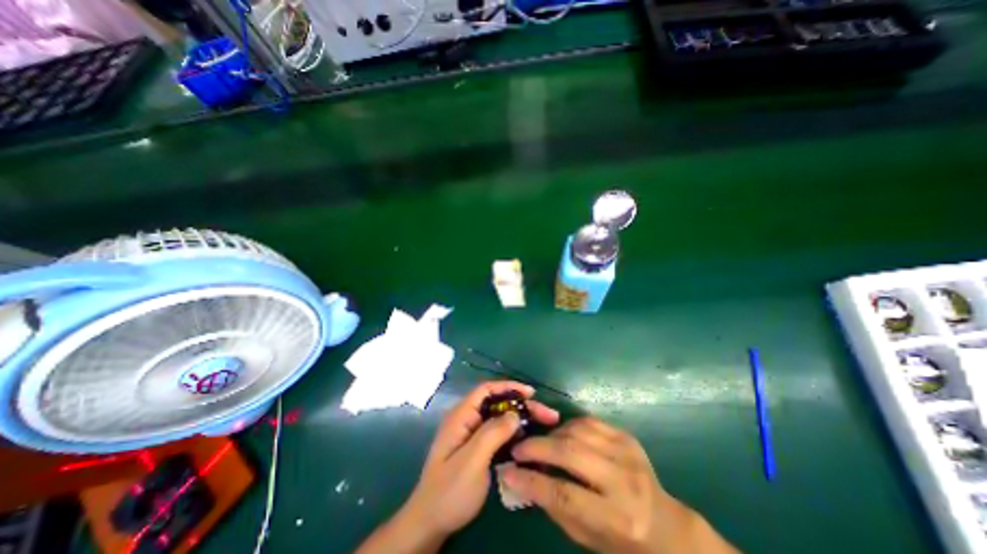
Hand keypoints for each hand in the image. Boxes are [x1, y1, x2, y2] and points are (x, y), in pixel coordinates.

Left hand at [403, 380, 558, 539]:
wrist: (430, 523)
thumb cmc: (449, 491)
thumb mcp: (472, 461)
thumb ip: (492, 434)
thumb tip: (515, 414)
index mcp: (461, 416)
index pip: (486, 390)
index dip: (508, 387)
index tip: (531, 393)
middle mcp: (467, 420)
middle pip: (497, 403)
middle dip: (521, 405)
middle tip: (547, 415)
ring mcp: (472, 434)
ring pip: (500, 418)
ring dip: (521, 419)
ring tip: (544, 424)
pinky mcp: (477, 448)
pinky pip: (499, 433)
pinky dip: (514, 433)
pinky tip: (529, 440)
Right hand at [504, 420, 735, 552]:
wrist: (665, 525)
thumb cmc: (622, 541)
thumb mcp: (587, 538)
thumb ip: (555, 507)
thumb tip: (522, 478)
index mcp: (617, 518)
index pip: (565, 494)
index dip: (531, 481)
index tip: (508, 471)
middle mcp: (624, 481)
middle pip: (571, 453)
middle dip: (538, 447)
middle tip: (518, 447)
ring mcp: (627, 453)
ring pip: (578, 431)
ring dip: (552, 434)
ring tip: (541, 443)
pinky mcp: (626, 436)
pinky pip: (589, 421)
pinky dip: (569, 425)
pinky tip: (561, 435)